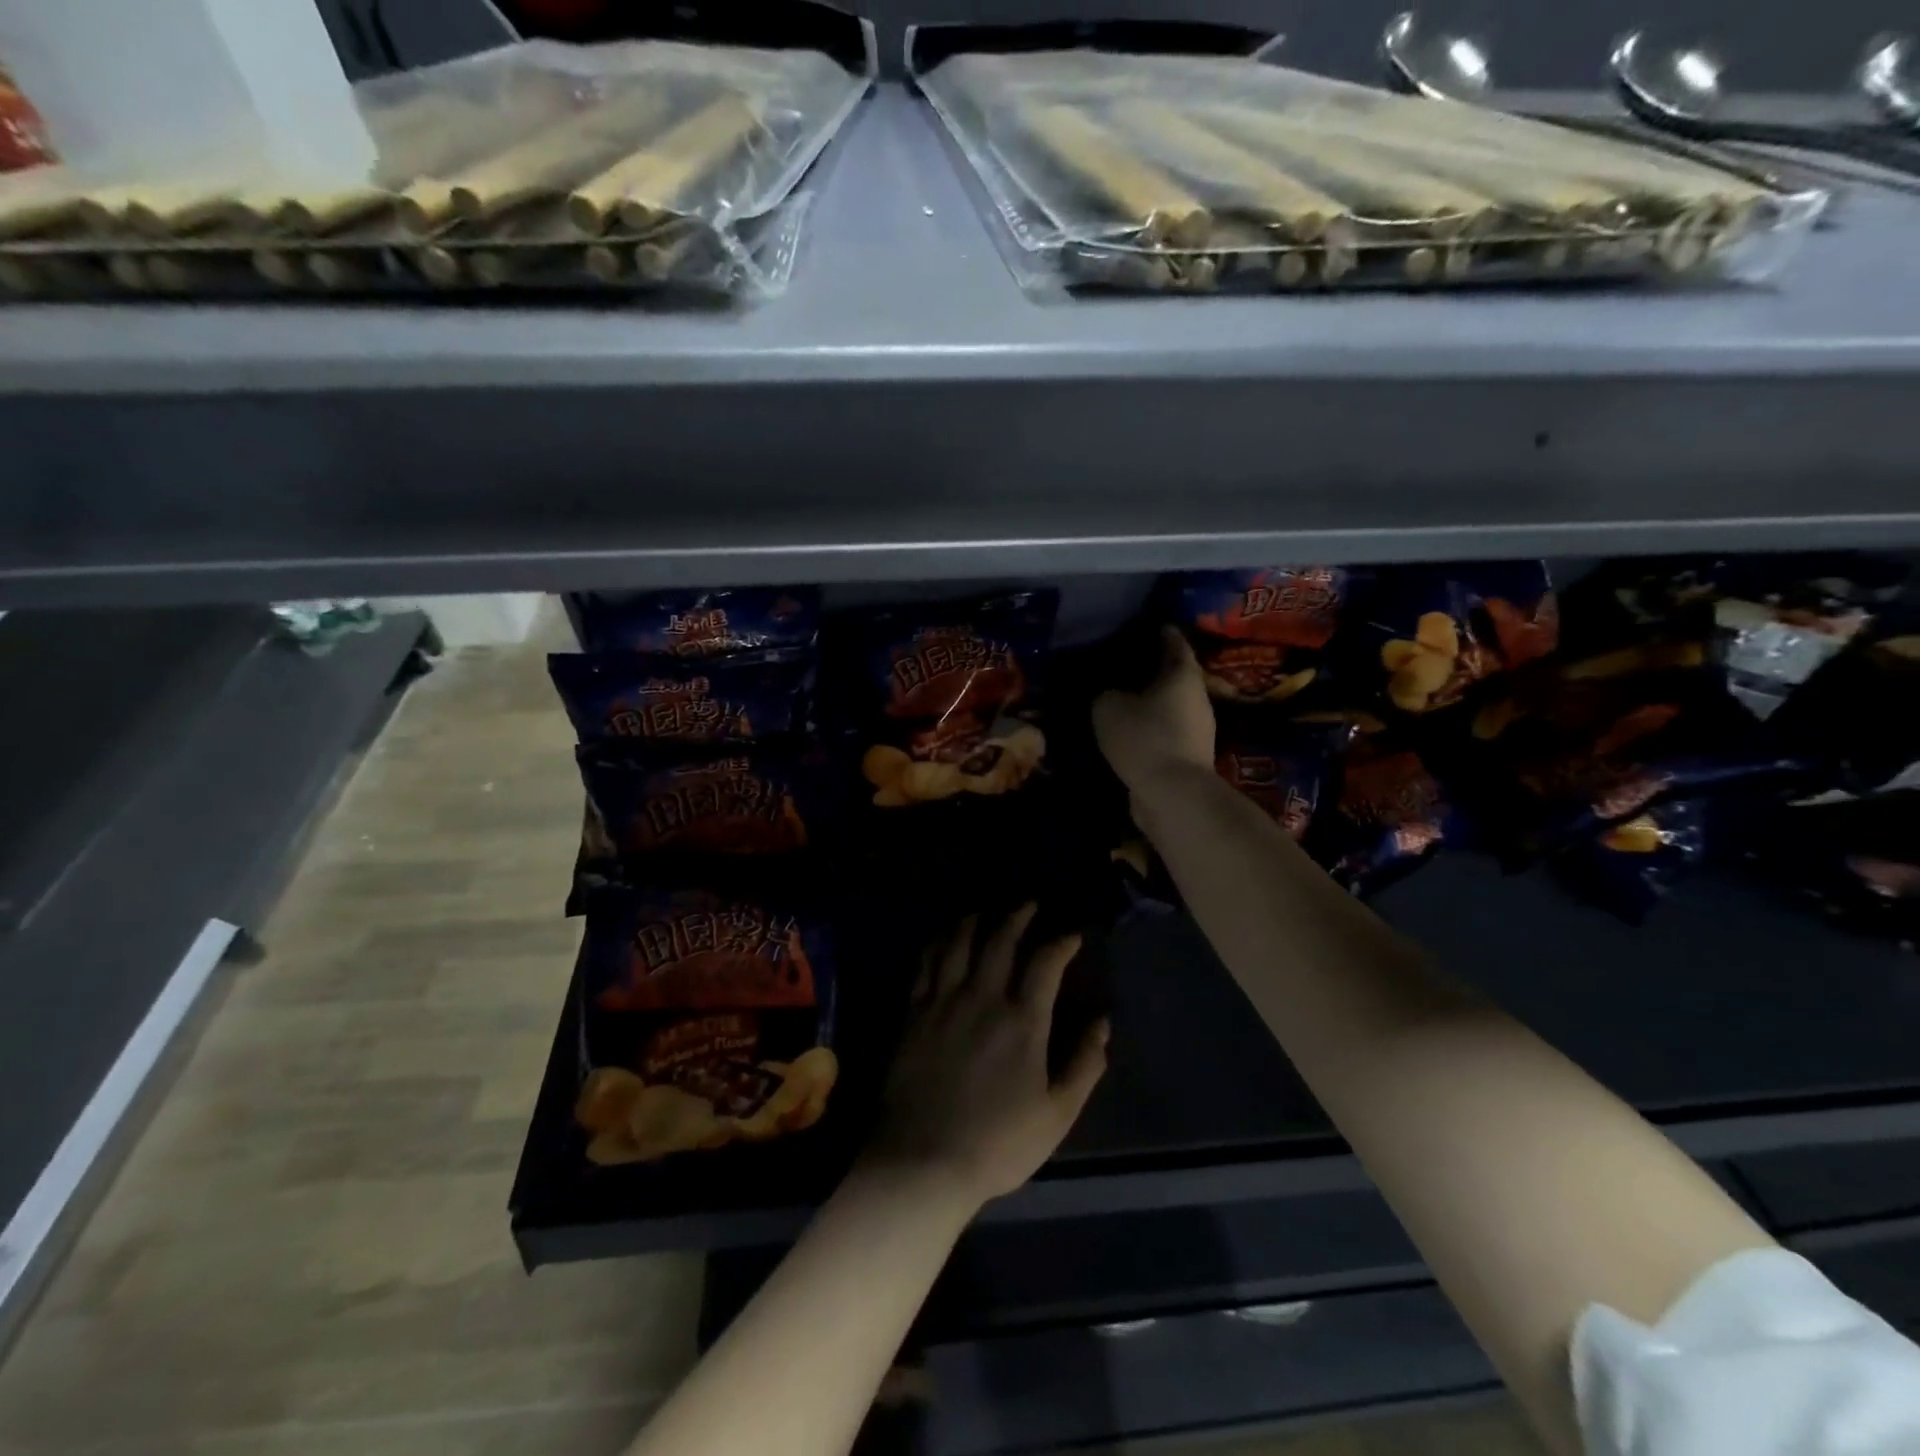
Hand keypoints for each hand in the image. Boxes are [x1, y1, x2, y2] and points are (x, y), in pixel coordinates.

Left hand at [864, 904, 1108, 1207]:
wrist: (922, 1161)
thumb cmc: (997, 1143)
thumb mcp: (1056, 1115)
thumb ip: (1085, 1065)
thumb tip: (1103, 1023)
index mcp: (1022, 1021)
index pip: (1045, 963)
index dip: (1061, 942)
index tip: (1072, 934)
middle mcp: (982, 998)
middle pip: (1000, 941)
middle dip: (1018, 916)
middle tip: (1028, 904)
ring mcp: (943, 1002)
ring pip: (959, 944)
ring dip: (975, 921)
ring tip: (985, 911)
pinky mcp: (914, 1013)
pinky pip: (926, 964)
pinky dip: (938, 943)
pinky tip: (943, 938)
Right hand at [1092, 627, 1215, 793]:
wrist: (1173, 795)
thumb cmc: (1144, 738)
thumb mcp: (1108, 707)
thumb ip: (1105, 693)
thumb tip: (1108, 692)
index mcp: (1183, 674)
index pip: (1174, 642)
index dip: (1160, 632)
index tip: (1145, 626)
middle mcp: (1197, 697)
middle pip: (1176, 674)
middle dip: (1153, 669)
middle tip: (1125, 663)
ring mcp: (1198, 730)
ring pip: (1171, 705)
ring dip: (1151, 701)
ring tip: (1122, 698)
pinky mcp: (1190, 757)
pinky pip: (1166, 731)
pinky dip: (1151, 727)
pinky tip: (1129, 729)